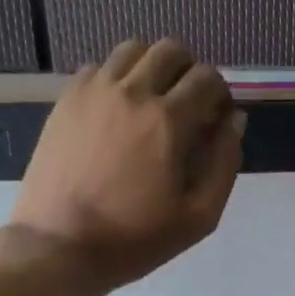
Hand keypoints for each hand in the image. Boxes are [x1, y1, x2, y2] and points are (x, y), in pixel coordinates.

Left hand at [10, 39, 243, 295]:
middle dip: (190, 72)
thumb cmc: (136, 238)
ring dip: (153, 67)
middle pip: (171, 50)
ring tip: (153, 101)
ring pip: (133, 49)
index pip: (208, 78)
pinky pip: (99, 67)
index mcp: (169, 121)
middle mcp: (132, 92)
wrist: (60, 246)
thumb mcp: (199, 216)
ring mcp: (94, 91)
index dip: (221, 95)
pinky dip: (117, 77)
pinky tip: (118, 110)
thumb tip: (234, 121)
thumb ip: (225, 163)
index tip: (217, 120)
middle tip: (189, 105)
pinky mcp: (66, 100)